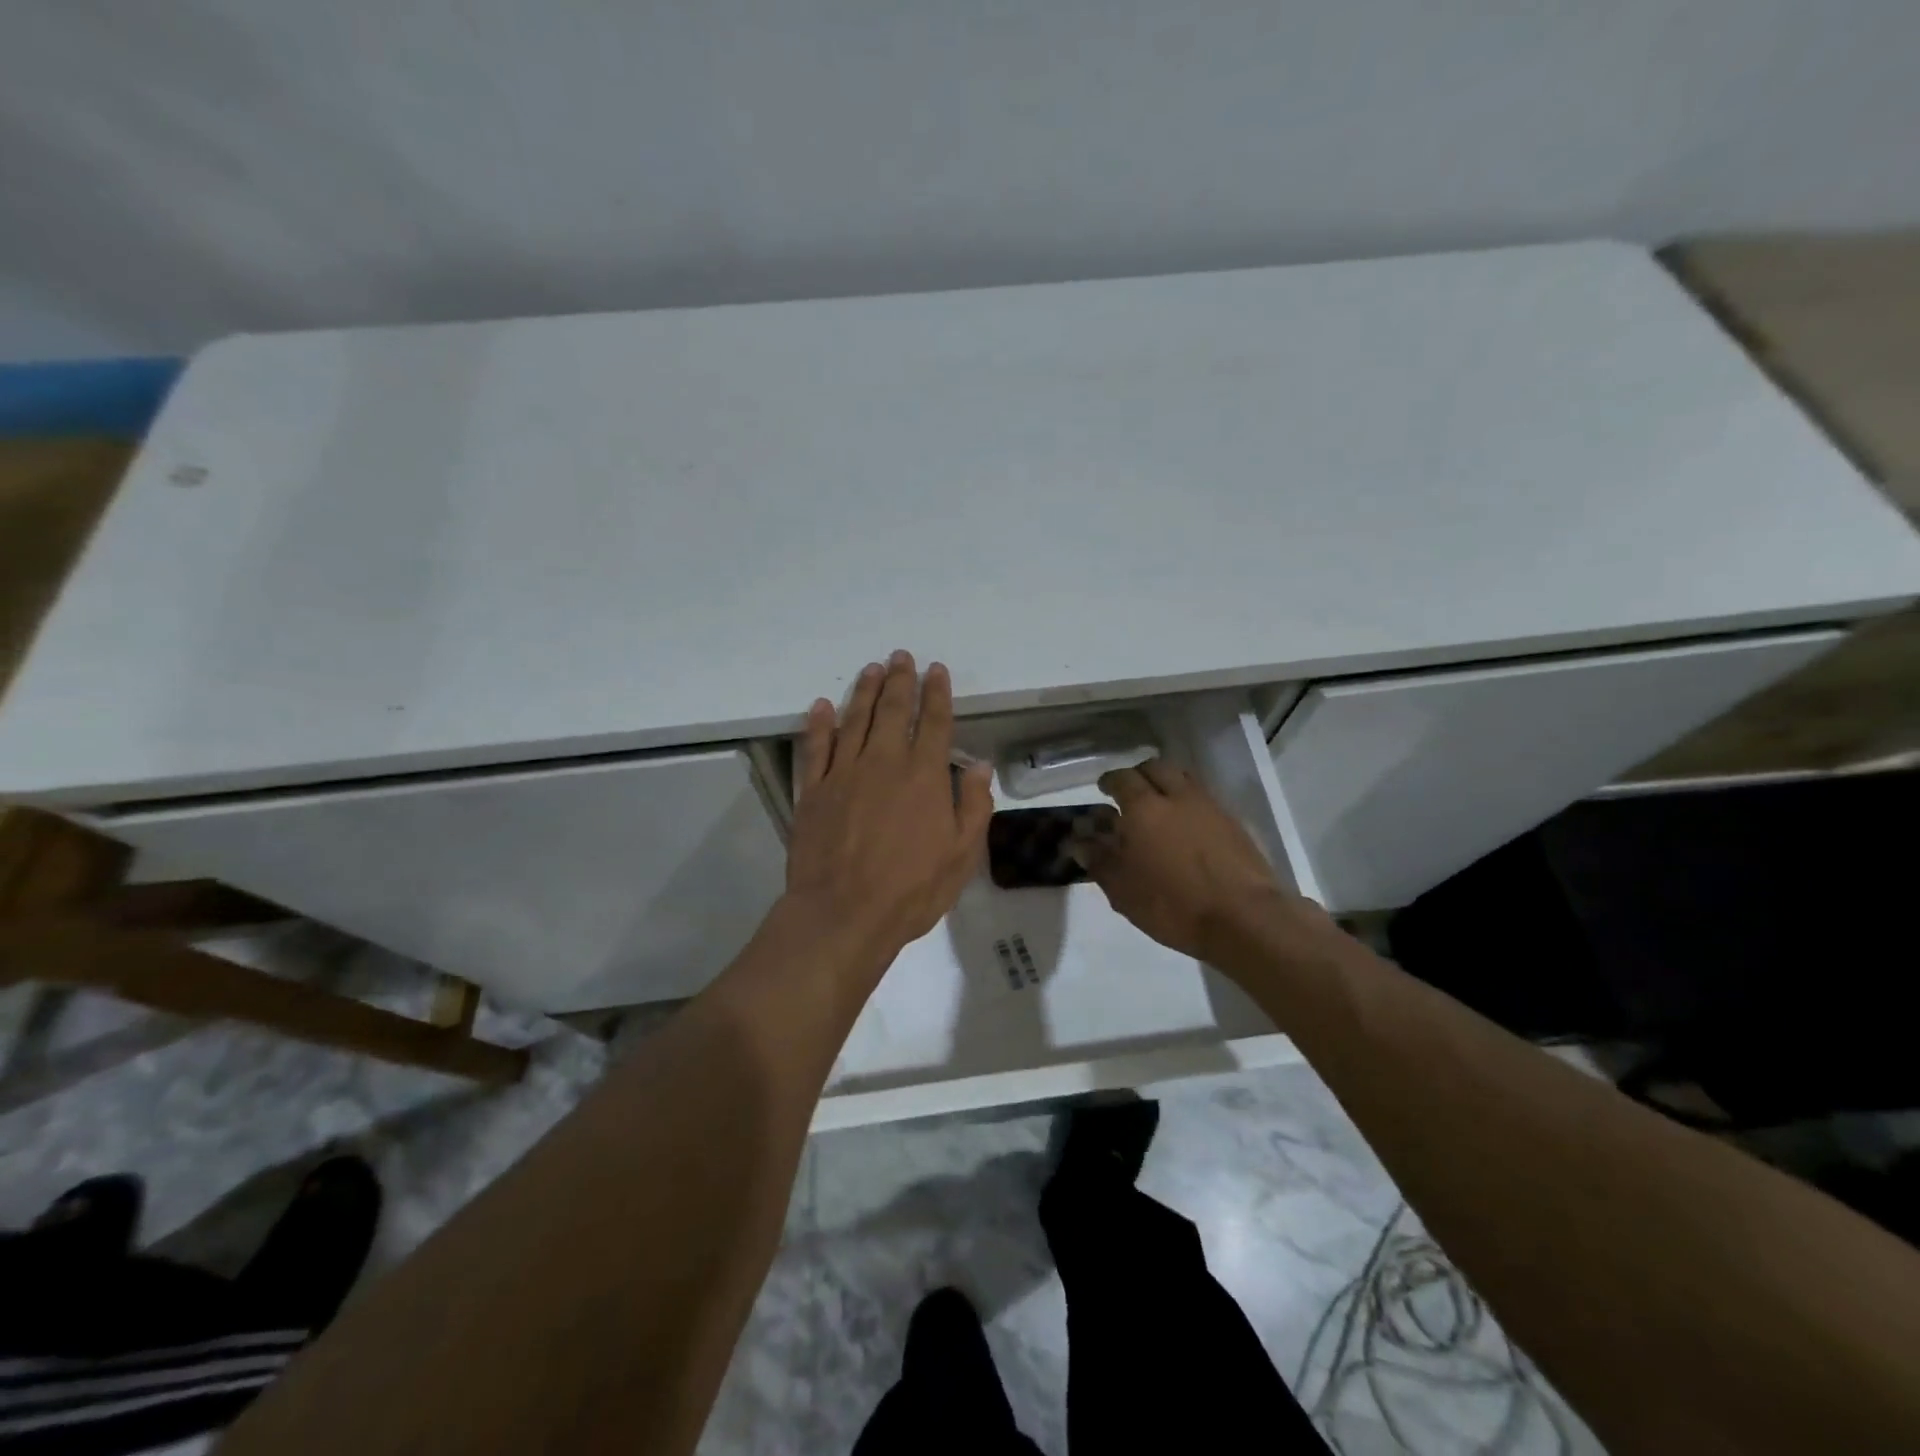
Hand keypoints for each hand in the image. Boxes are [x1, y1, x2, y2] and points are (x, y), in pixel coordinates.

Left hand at [786, 651, 993, 960]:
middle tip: (901, 657)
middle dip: (900, 680)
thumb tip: (979, 767)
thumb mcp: (961, 855)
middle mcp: (883, 762)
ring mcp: (843, 773)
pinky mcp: (812, 791)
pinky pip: (815, 748)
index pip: (934, 723)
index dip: (937, 693)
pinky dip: (818, 724)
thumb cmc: (911, 889)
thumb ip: (974, 806)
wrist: (843, 914)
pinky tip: (821, 707)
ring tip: (871, 669)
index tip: (936, 670)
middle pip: (892, 710)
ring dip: (864, 692)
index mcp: (923, 775)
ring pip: (854, 720)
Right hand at [1074, 759, 1305, 964]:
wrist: (1244, 917)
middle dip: (1139, 774)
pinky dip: (1189, 801)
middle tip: (1130, 793)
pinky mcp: (1233, 822)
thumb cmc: (1173, 904)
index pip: (1121, 779)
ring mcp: (1209, 806)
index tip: (1103, 790)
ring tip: (1159, 805)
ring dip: (1166, 783)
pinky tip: (1187, 826)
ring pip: (1183, 777)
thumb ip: (1099, 861)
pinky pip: (1204, 798)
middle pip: (1155, 767)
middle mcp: (1176, 796)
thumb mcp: (1123, 890)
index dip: (1110, 781)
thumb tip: (1079, 842)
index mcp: (1143, 808)